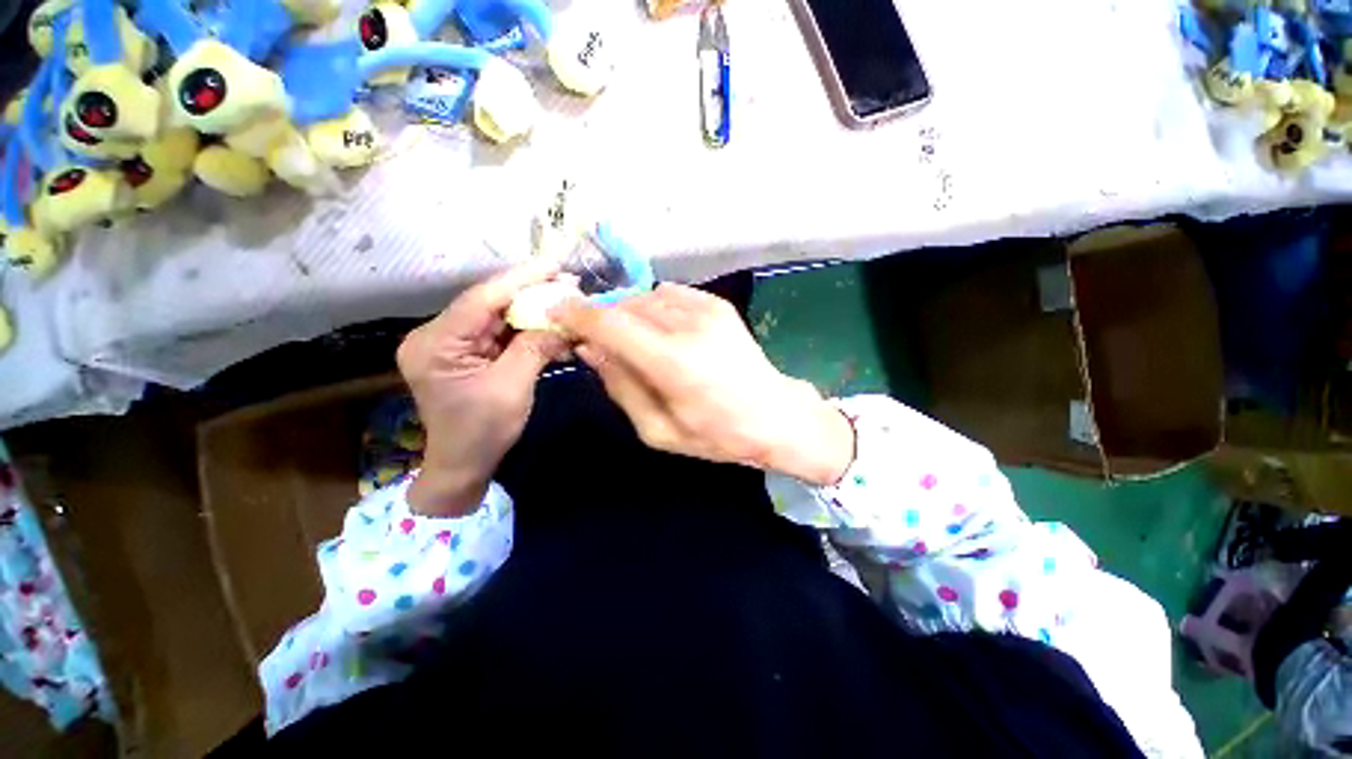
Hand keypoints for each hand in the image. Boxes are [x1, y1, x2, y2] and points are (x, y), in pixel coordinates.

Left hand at [398, 260, 568, 515]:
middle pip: (490, 304)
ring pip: (498, 316)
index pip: (481, 299)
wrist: (463, 465)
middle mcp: (437, 335)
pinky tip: (552, 323)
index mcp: (436, 343)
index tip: (555, 265)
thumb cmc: (483, 432)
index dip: (521, 279)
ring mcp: (451, 343)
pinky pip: (500, 332)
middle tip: (569, 283)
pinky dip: (528, 328)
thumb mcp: (513, 387)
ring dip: (533, 309)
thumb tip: (564, 319)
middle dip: (531, 293)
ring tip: (566, 299)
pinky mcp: (467, 352)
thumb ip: (536, 347)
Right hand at [551, 284, 854, 485]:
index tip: (555, 315)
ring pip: (644, 297)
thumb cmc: (717, 435)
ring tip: (632, 341)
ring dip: (628, 315)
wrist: (774, 415)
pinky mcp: (718, 304)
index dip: (576, 315)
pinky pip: (668, 295)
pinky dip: (652, 309)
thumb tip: (590, 349)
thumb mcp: (658, 430)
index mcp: (672, 362)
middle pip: (624, 306)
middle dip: (602, 319)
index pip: (609, 323)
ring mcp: (707, 309)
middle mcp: (688, 325)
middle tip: (596, 341)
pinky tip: (660, 332)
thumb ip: (620, 386)